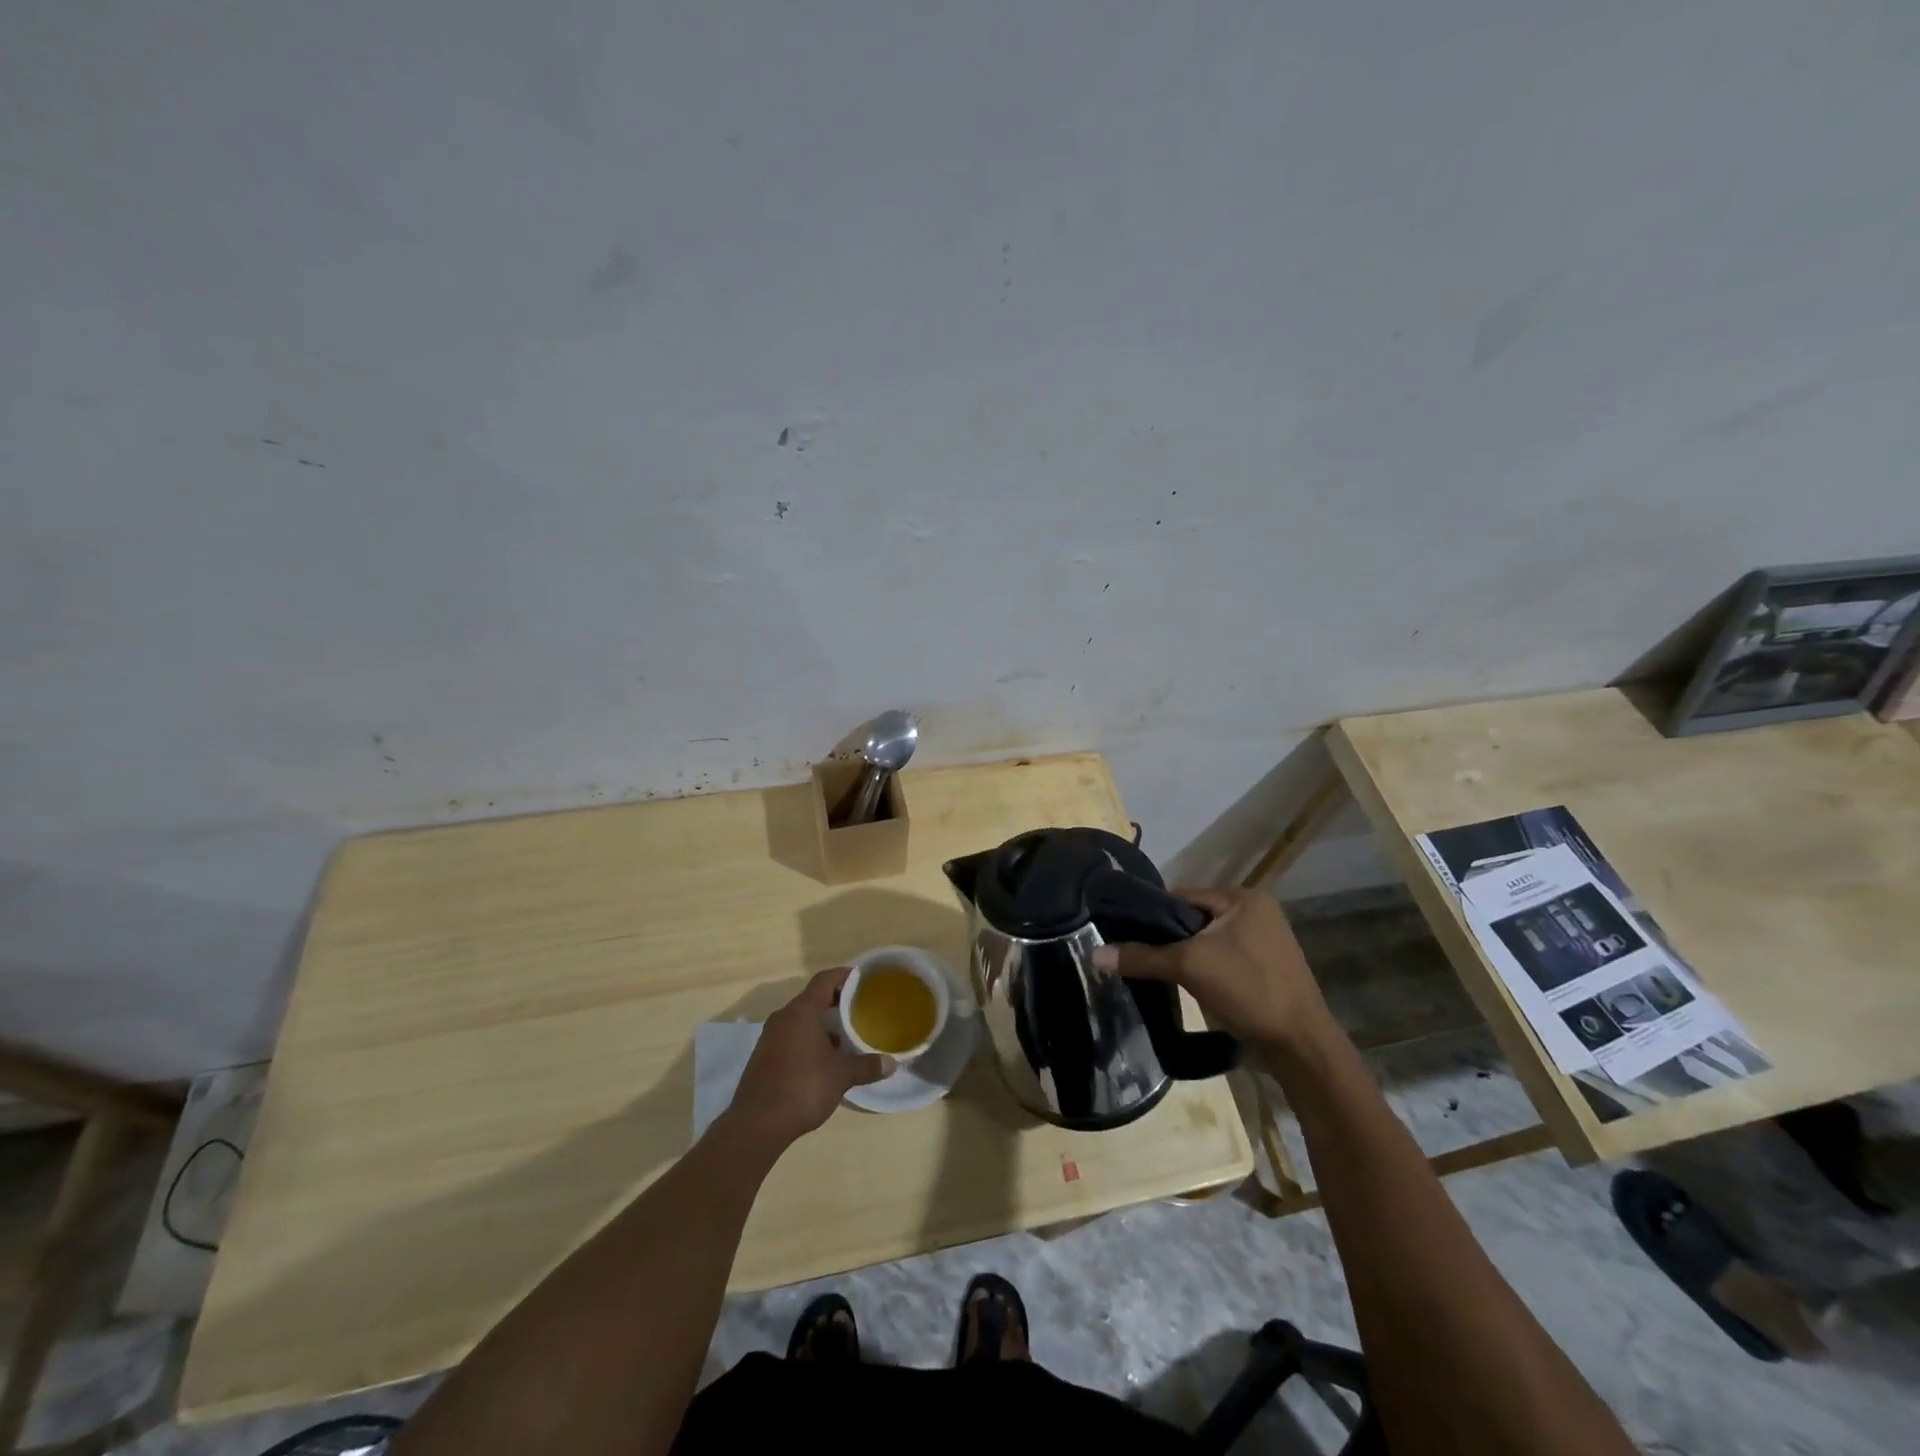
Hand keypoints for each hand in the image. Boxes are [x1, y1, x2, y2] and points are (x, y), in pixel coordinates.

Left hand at [723, 967, 892, 1150]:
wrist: (756, 1124)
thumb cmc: (803, 1088)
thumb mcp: (841, 1076)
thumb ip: (866, 1066)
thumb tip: (892, 1063)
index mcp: (802, 1011)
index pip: (825, 979)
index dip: (845, 976)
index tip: (864, 980)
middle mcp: (784, 1017)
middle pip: (813, 998)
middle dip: (837, 1002)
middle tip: (861, 1009)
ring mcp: (771, 1036)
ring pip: (802, 1019)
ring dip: (823, 1023)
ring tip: (846, 1036)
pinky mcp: (764, 1055)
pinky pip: (792, 1036)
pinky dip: (810, 1039)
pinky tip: (824, 1059)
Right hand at [1091, 887, 1330, 1049]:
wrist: (1301, 1046)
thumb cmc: (1249, 990)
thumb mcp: (1189, 967)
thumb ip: (1142, 957)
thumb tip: (1094, 954)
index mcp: (1244, 897)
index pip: (1183, 896)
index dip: (1153, 915)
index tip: (1126, 934)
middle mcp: (1257, 910)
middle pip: (1195, 918)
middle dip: (1170, 938)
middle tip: (1141, 957)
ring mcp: (1266, 939)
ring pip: (1208, 940)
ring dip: (1187, 955)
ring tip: (1160, 973)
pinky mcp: (1268, 966)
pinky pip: (1224, 957)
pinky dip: (1205, 968)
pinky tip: (1189, 985)